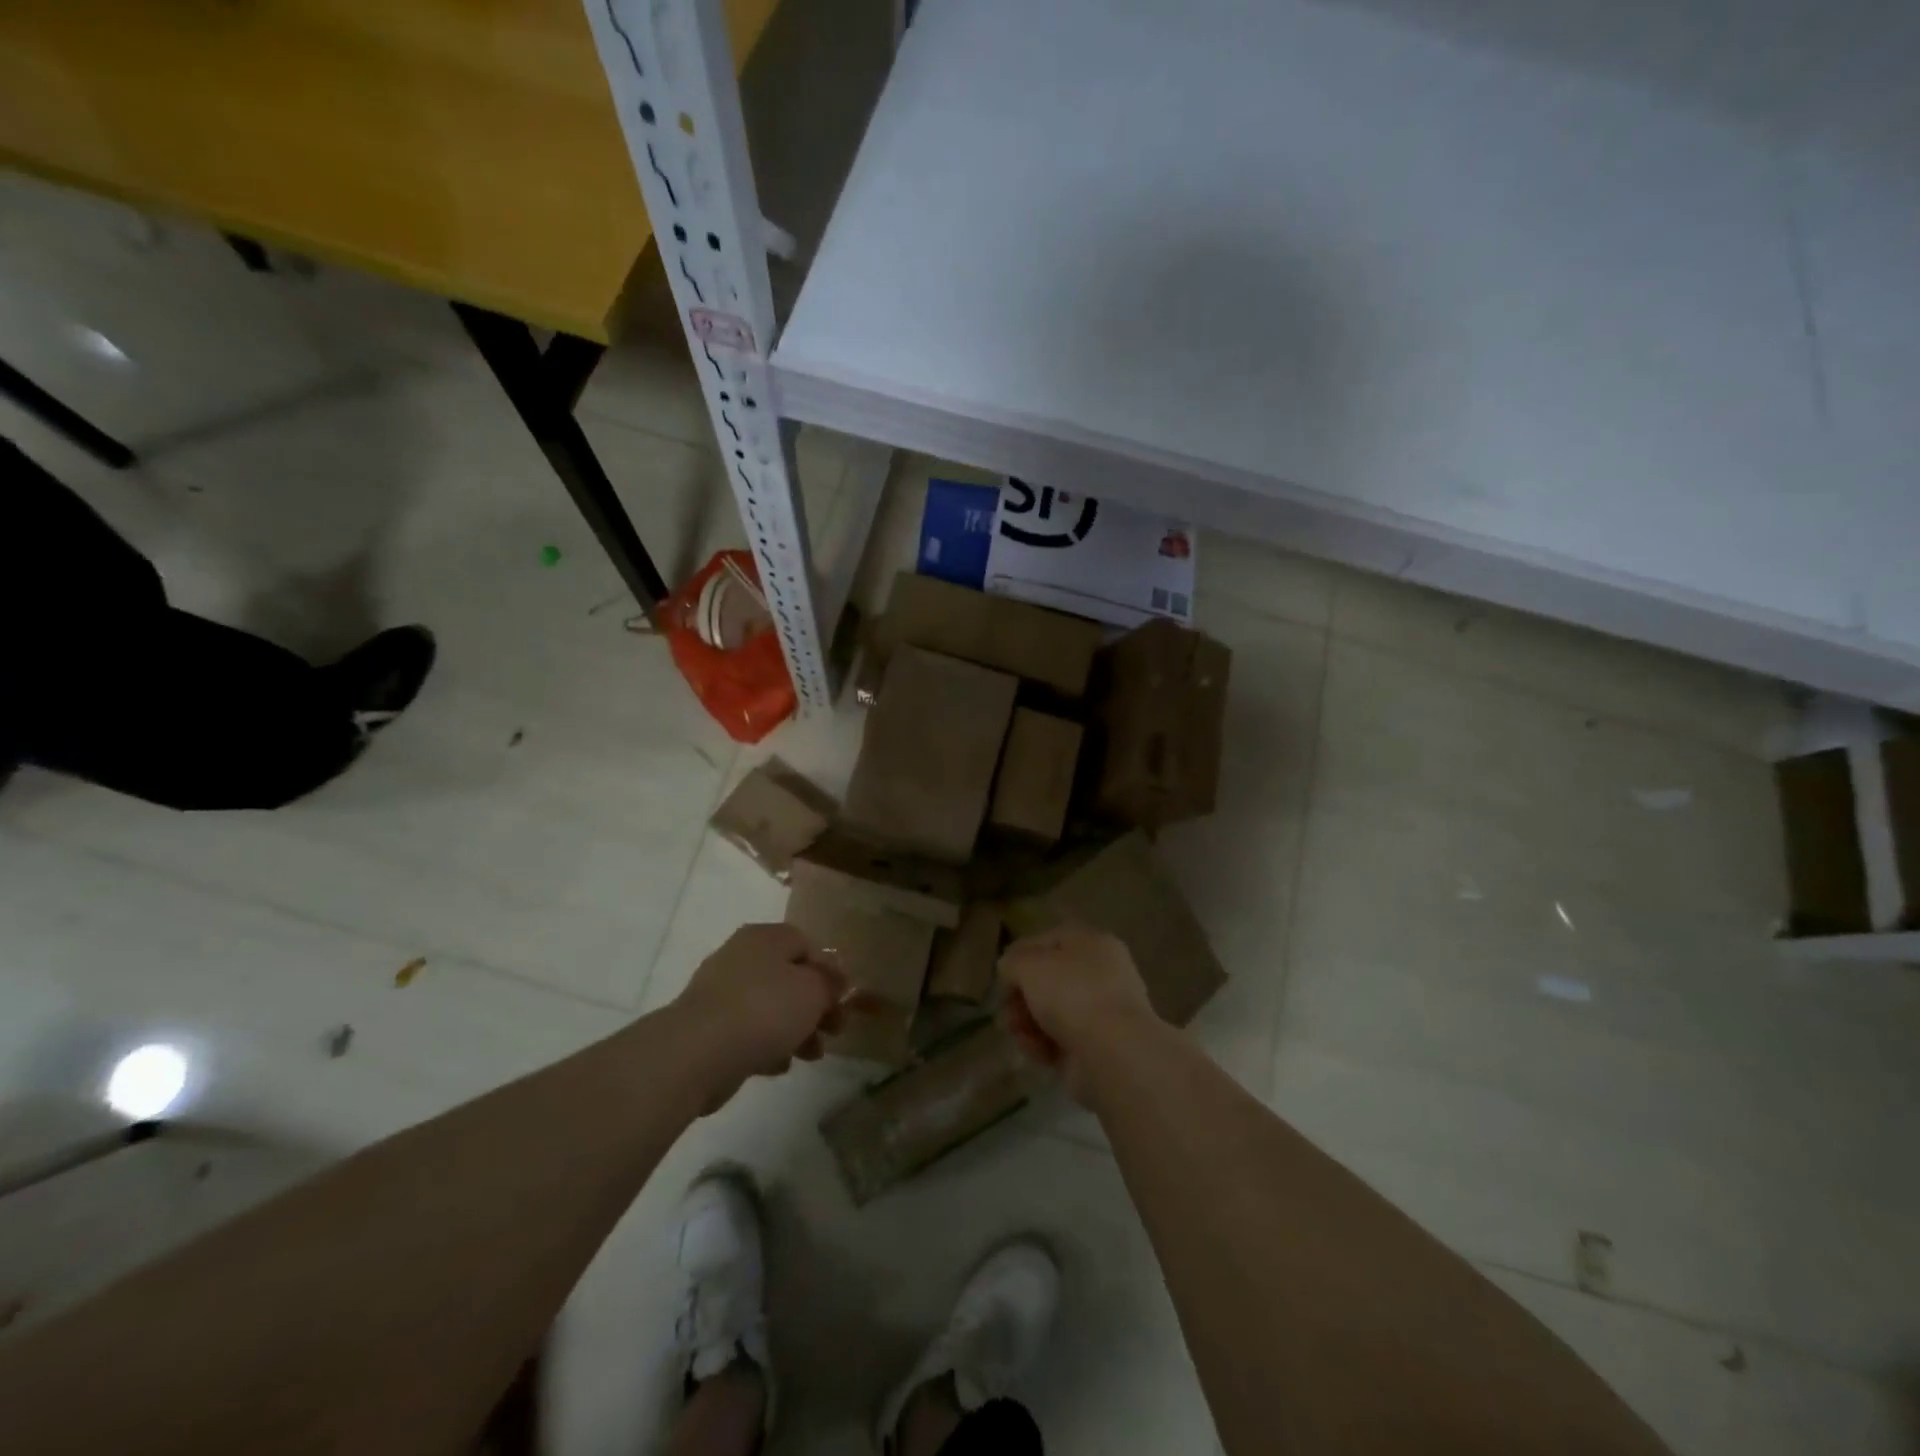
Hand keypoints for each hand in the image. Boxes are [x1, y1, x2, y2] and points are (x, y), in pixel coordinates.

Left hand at [673, 924, 848, 1108]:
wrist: (697, 1053)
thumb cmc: (764, 1010)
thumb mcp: (813, 991)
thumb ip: (831, 983)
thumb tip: (837, 979)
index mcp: (766, 937)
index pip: (807, 945)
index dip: (830, 973)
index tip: (843, 1002)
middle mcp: (742, 956)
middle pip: (789, 977)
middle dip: (816, 1006)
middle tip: (834, 1031)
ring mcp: (721, 992)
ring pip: (770, 1007)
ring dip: (796, 1029)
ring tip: (811, 1056)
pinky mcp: (708, 1027)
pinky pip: (748, 1031)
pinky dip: (767, 1046)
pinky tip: (779, 1065)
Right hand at [997, 924, 1156, 1099]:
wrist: (1113, 1054)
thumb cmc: (1072, 994)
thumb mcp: (1030, 964)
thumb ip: (1012, 961)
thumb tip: (1010, 971)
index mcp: (1092, 943)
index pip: (1049, 940)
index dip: (1021, 955)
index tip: (1002, 976)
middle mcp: (1101, 974)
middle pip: (1048, 979)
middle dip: (1021, 995)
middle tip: (1007, 1010)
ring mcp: (1101, 1013)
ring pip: (1051, 1012)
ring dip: (1027, 1021)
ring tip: (1017, 1033)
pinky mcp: (1096, 1048)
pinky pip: (1059, 1040)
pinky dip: (1042, 1045)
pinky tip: (1035, 1051)